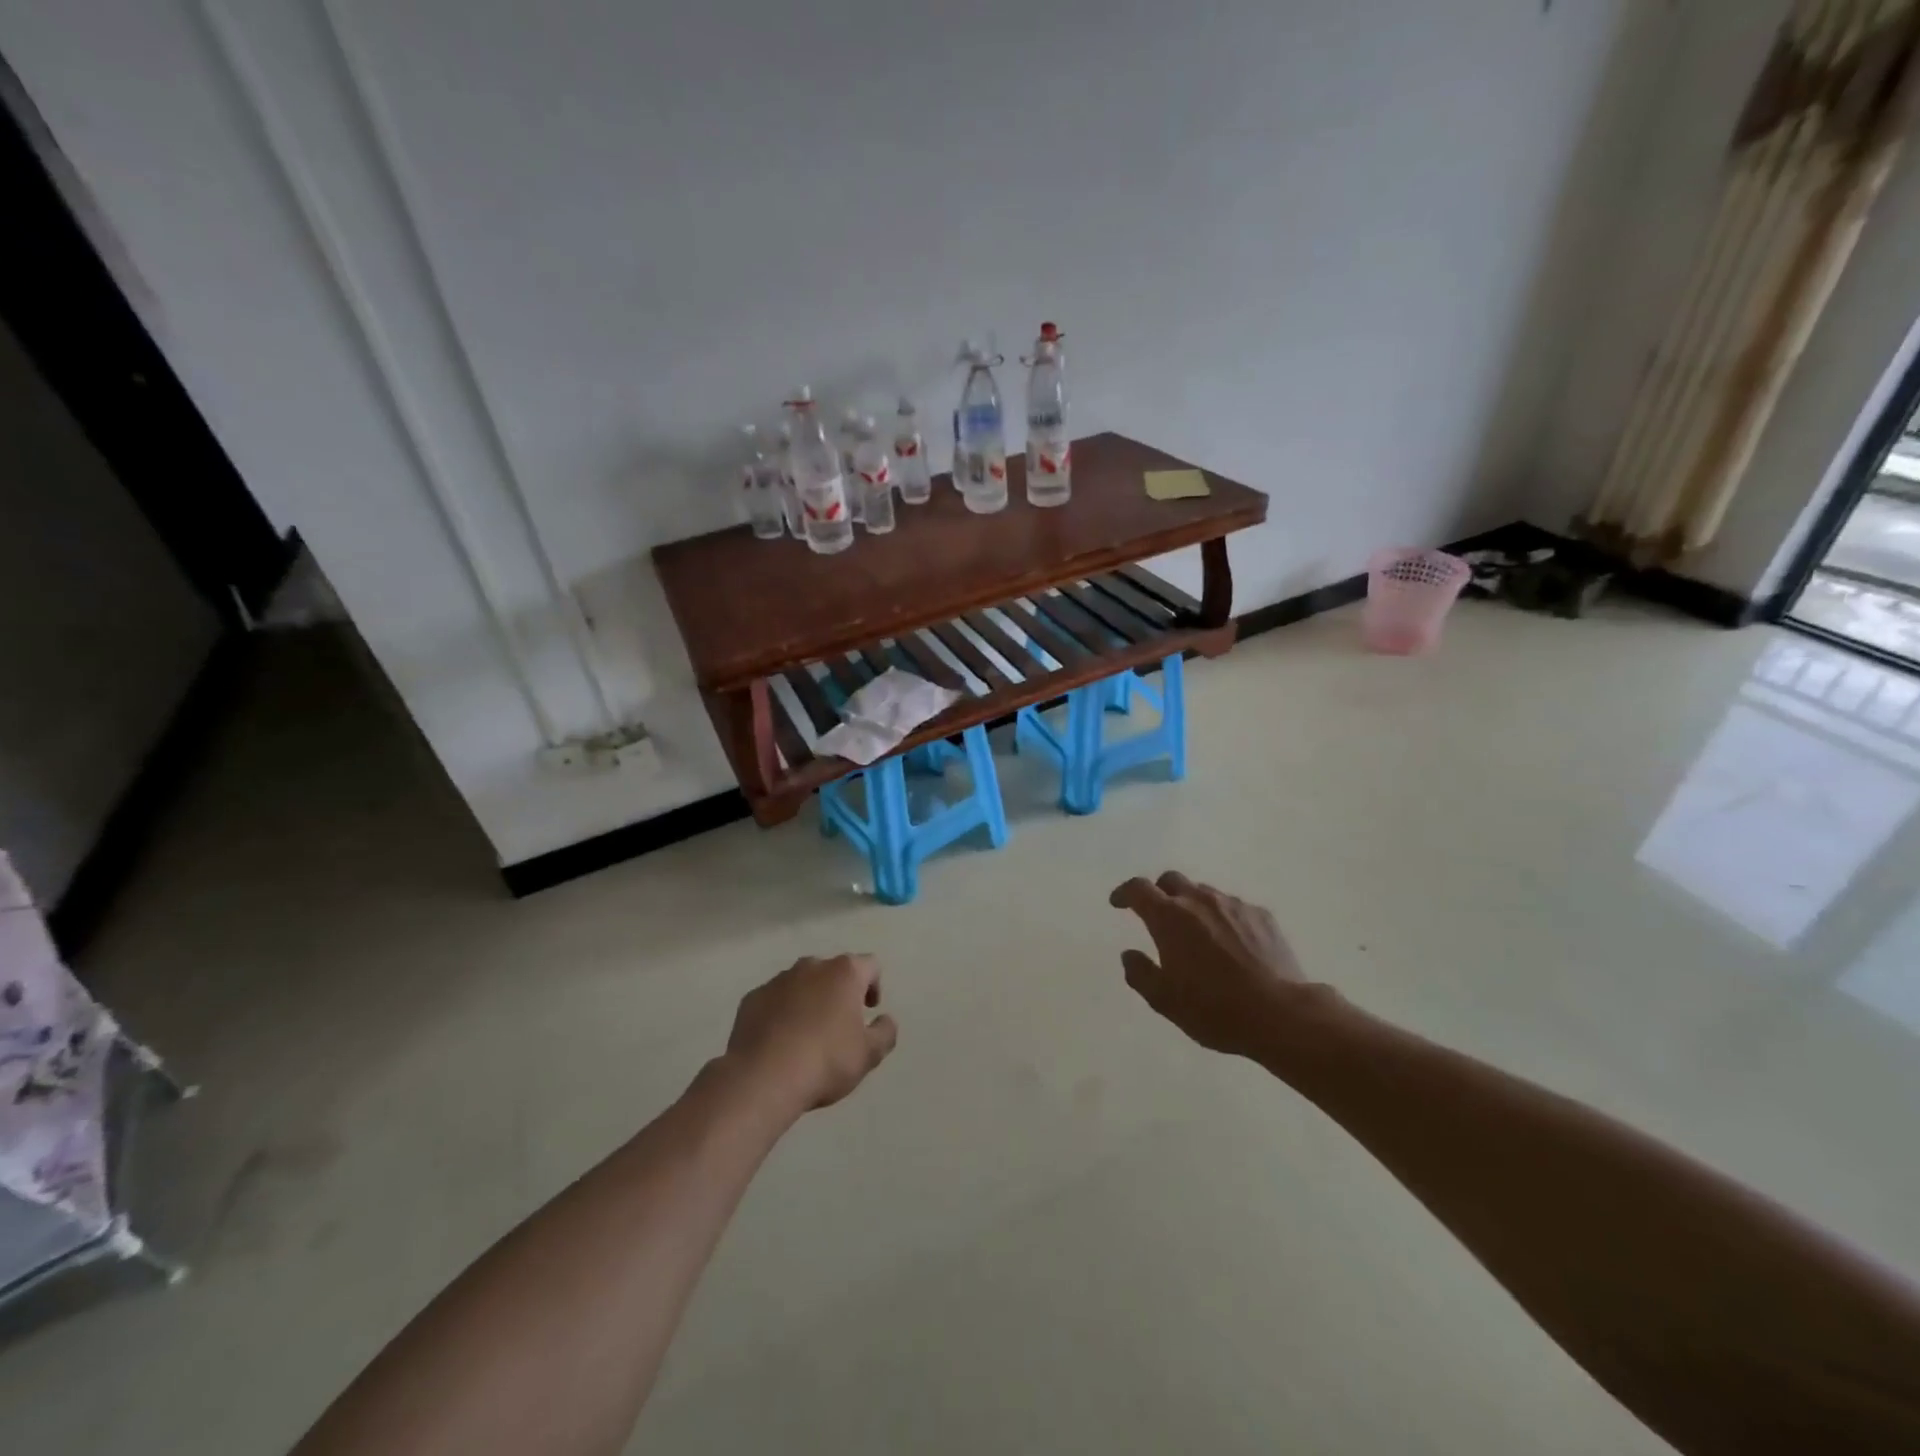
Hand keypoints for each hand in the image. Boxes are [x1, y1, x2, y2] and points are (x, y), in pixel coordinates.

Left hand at [724, 955, 897, 1116]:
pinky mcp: (752, 998)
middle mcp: (811, 966)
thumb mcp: (869, 1054)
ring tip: (807, 1034)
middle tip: (839, 1024)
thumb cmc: (825, 1061)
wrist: (762, 1078)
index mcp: (844, 973)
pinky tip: (780, 1040)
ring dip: (809, 1000)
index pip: (870, 965)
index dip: (874, 985)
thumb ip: (885, 1032)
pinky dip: (781, 1012)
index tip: (869, 1010)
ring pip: (801, 983)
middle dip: (838, 991)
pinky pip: (774, 999)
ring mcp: (778, 980)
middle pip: (833, 971)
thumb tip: (886, 1020)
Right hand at [1109, 872, 1319, 1059]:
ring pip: (1204, 893)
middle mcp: (1199, 901)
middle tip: (1158, 916)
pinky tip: (1231, 944)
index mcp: (1169, 917)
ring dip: (1192, 906)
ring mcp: (1233, 905)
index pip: (1138, 889)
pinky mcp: (1262, 916)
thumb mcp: (1165, 1000)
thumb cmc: (1215, 1009)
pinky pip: (1233, 907)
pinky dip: (1223, 918)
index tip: (1118, 903)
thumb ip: (1140, 973)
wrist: (1282, 1014)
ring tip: (1197, 934)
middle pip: (1171, 880)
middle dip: (1159, 893)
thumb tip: (1129, 954)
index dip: (1124, 893)